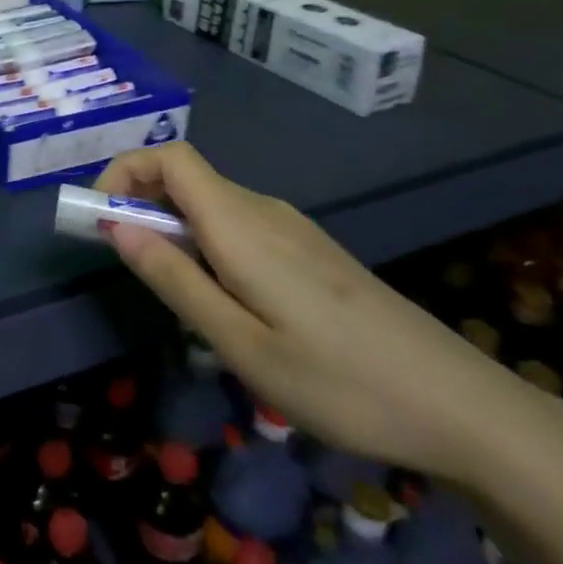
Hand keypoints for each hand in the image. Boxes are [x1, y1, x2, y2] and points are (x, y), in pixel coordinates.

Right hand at [97, 141, 562, 487]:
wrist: (462, 406)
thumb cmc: (341, 382)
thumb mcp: (242, 344)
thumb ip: (175, 281)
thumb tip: (118, 228)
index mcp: (241, 225)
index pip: (169, 157)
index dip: (124, 171)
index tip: (100, 219)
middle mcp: (264, 211)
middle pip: (186, 178)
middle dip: (139, 204)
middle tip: (125, 265)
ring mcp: (292, 228)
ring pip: (212, 204)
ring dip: (172, 228)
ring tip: (175, 294)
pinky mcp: (310, 250)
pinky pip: (239, 225)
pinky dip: (207, 242)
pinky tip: (227, 301)